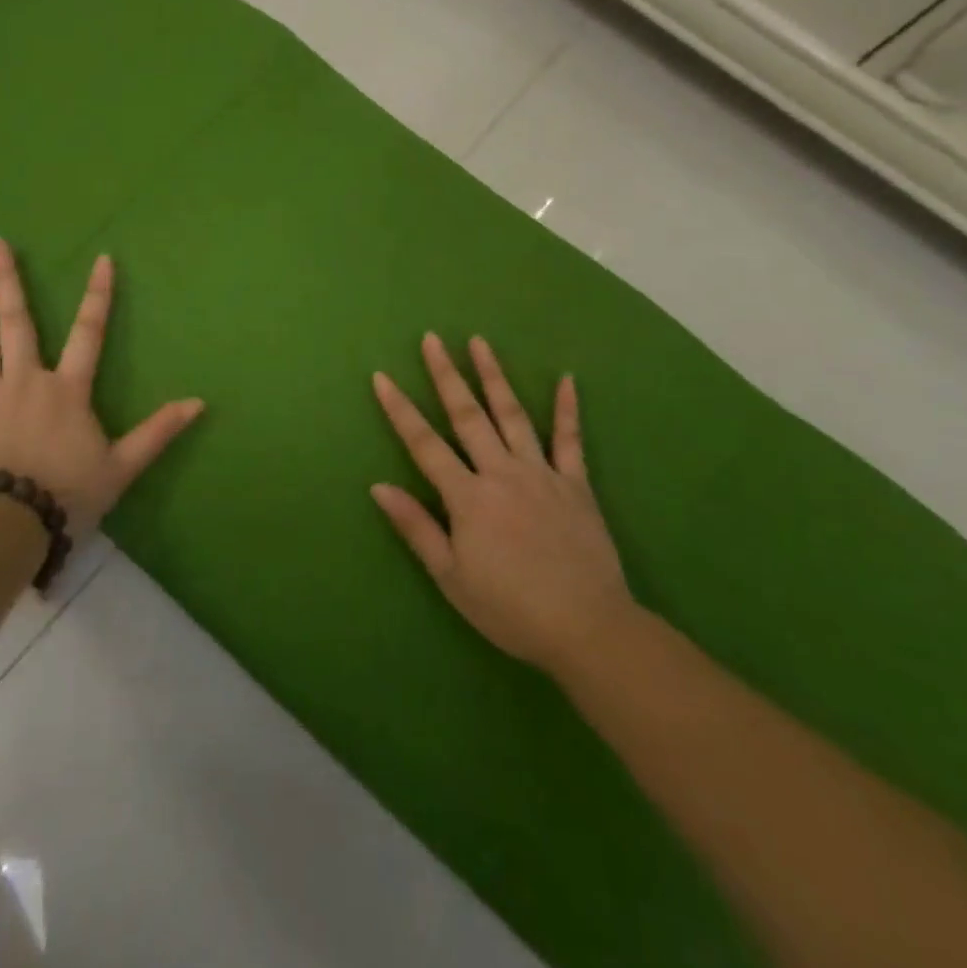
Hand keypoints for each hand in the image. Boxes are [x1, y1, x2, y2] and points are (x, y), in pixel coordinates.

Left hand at [0, 236, 203, 537]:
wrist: (2, 527)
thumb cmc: (64, 497)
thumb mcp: (121, 468)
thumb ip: (158, 432)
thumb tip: (199, 402)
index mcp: (67, 390)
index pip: (89, 333)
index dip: (98, 295)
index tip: (102, 259)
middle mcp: (25, 378)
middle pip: (17, 320)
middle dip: (9, 278)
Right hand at [371, 333, 633, 672]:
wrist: (588, 628)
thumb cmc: (510, 609)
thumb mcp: (451, 577)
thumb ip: (416, 527)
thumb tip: (378, 486)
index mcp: (468, 497)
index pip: (424, 444)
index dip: (400, 409)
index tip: (382, 377)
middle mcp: (501, 473)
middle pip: (467, 415)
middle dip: (446, 374)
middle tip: (432, 338)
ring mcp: (542, 474)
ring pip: (513, 415)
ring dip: (494, 376)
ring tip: (480, 342)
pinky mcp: (576, 485)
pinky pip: (570, 440)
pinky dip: (568, 409)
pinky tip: (567, 379)